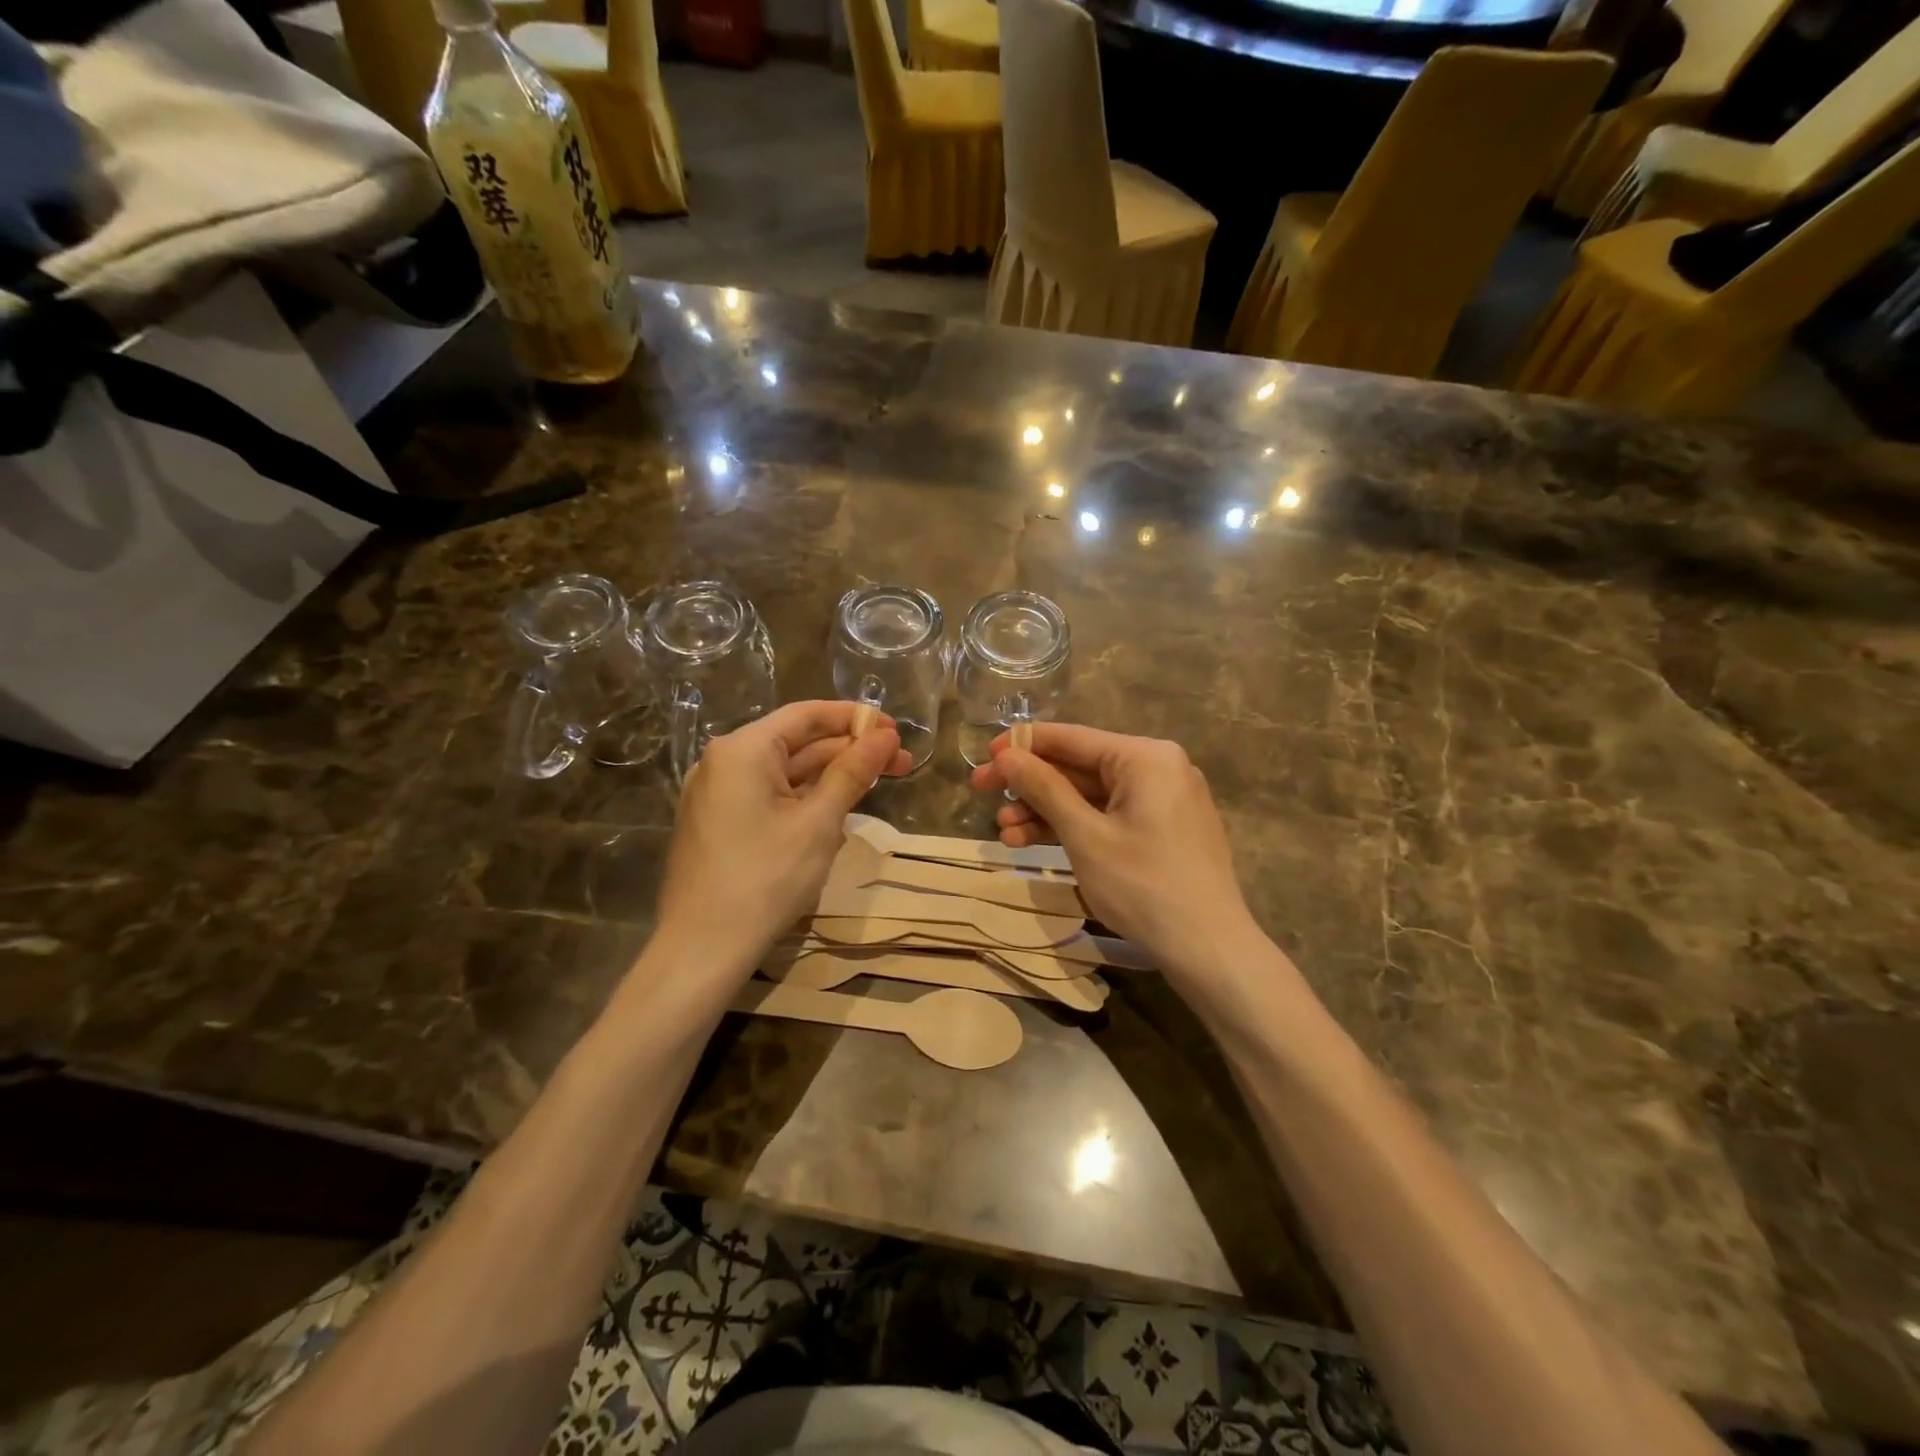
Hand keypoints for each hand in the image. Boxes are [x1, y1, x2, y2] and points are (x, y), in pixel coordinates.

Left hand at [655, 701, 912, 976]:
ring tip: (879, 784)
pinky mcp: (719, 823)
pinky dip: (806, 798)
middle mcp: (724, 762)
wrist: (703, 949)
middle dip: (850, 751)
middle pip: (798, 743)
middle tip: (902, 763)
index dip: (855, 718)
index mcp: (743, 749)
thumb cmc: (766, 879)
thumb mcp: (819, 822)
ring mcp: (717, 794)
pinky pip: (769, 796)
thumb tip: (885, 736)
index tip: (896, 730)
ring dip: (832, 776)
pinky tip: (839, 810)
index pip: (807, 715)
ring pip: (786, 772)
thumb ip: (852, 772)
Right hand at [969, 724, 1260, 979]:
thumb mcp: (1084, 835)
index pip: (1072, 738)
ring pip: (1090, 795)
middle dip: (1030, 785)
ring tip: (1003, 833)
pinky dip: (1074, 827)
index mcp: (1145, 757)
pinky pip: (1109, 815)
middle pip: (1079, 766)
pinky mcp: (1162, 829)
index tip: (984, 756)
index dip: (1023, 745)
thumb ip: (1044, 788)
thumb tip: (1007, 754)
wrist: (1208, 948)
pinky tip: (1033, 842)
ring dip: (1045, 811)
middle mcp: (1158, 767)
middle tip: (982, 793)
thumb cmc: (1143, 885)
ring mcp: (1163, 800)